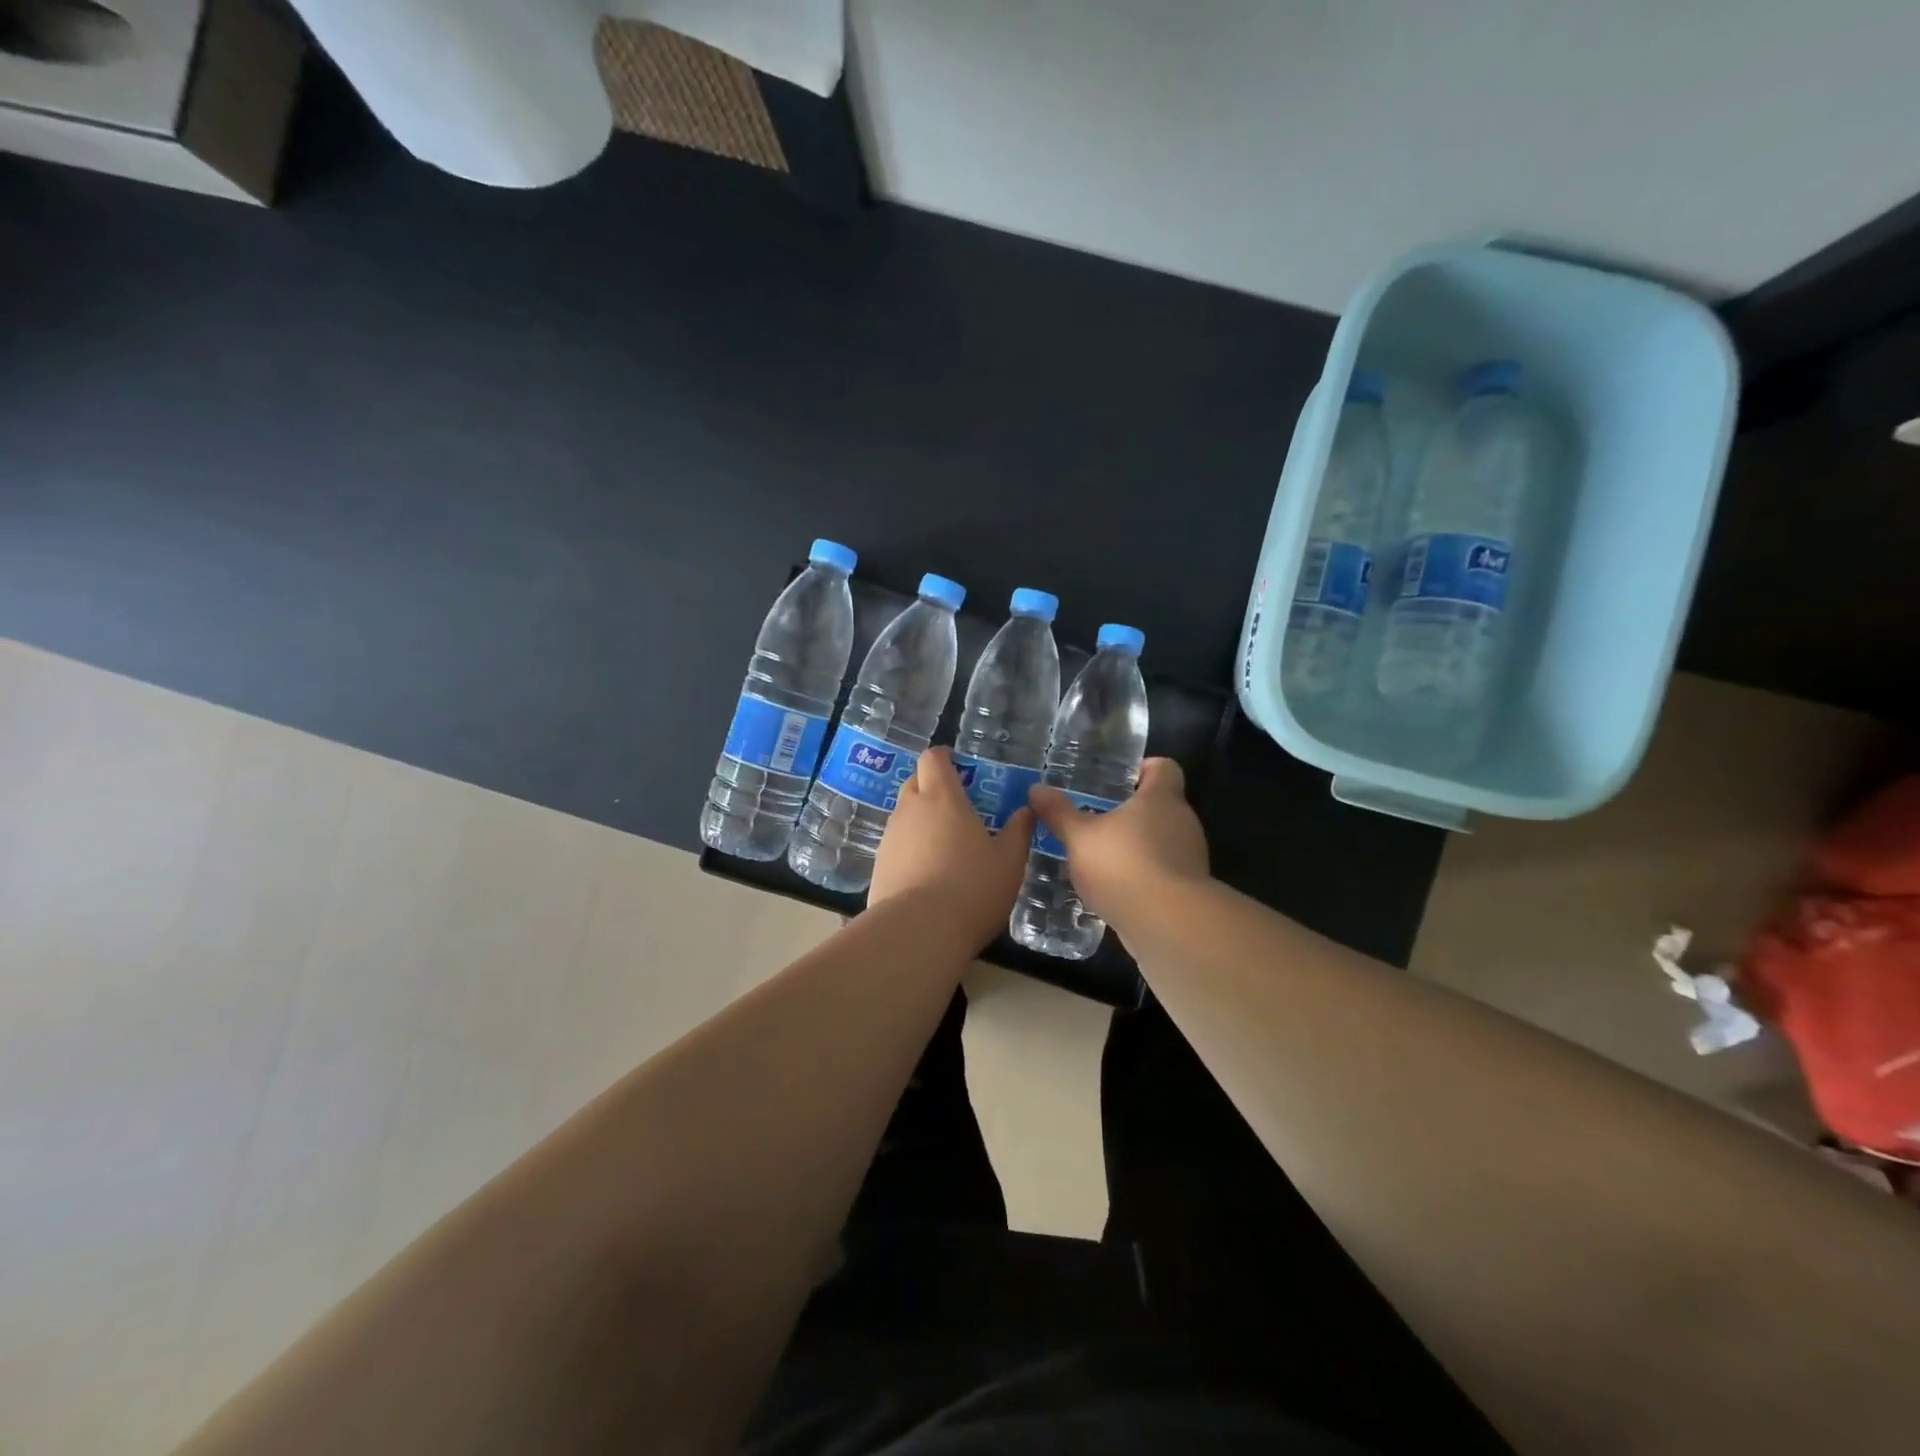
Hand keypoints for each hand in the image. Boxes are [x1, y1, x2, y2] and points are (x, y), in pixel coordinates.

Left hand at [868, 747, 1033, 950]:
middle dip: (932, 786)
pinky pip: (896, 846)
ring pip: (904, 816)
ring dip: (921, 821)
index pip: (933, 759)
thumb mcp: (1010, 861)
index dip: (943, 757)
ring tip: (945, 844)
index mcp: (942, 798)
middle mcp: (910, 810)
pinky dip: (911, 849)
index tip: (957, 765)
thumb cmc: (972, 888)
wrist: (917, 932)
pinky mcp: (878, 867)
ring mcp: (890, 838)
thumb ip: (1019, 831)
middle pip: (915, 783)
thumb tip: (1026, 810)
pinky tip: (927, 873)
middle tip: (956, 805)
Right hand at [1028, 758, 1208, 926]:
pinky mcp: (1187, 890)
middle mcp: (1182, 822)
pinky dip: (1141, 875)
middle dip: (1130, 812)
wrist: (1168, 925)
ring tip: (1099, 856)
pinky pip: (1162, 872)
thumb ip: (1059, 813)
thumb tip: (1036, 789)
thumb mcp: (1080, 837)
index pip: (1164, 767)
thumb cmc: (1124, 865)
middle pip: (1160, 805)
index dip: (1142, 769)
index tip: (1117, 780)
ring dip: (1135, 846)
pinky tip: (1113, 889)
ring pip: (1161, 841)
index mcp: (1161, 798)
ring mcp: (1189, 857)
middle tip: (1095, 818)